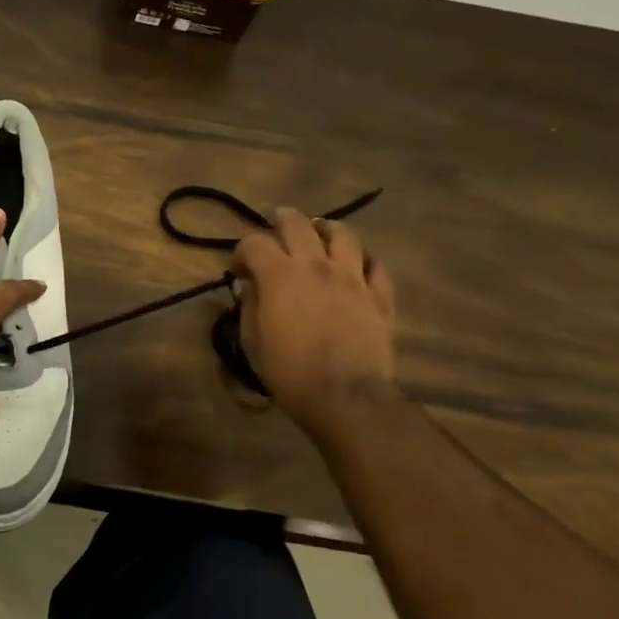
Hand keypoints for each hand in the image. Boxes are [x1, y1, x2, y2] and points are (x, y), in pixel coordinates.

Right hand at [231, 209, 397, 438]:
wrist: (344, 397)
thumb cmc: (289, 371)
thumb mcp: (254, 340)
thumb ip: (250, 305)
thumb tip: (249, 286)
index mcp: (280, 275)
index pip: (255, 242)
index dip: (242, 251)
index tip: (239, 269)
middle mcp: (316, 265)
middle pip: (298, 224)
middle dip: (281, 221)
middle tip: (275, 227)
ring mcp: (353, 278)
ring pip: (343, 234)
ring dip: (325, 229)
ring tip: (318, 234)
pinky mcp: (380, 296)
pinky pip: (376, 265)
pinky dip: (363, 261)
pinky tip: (355, 267)